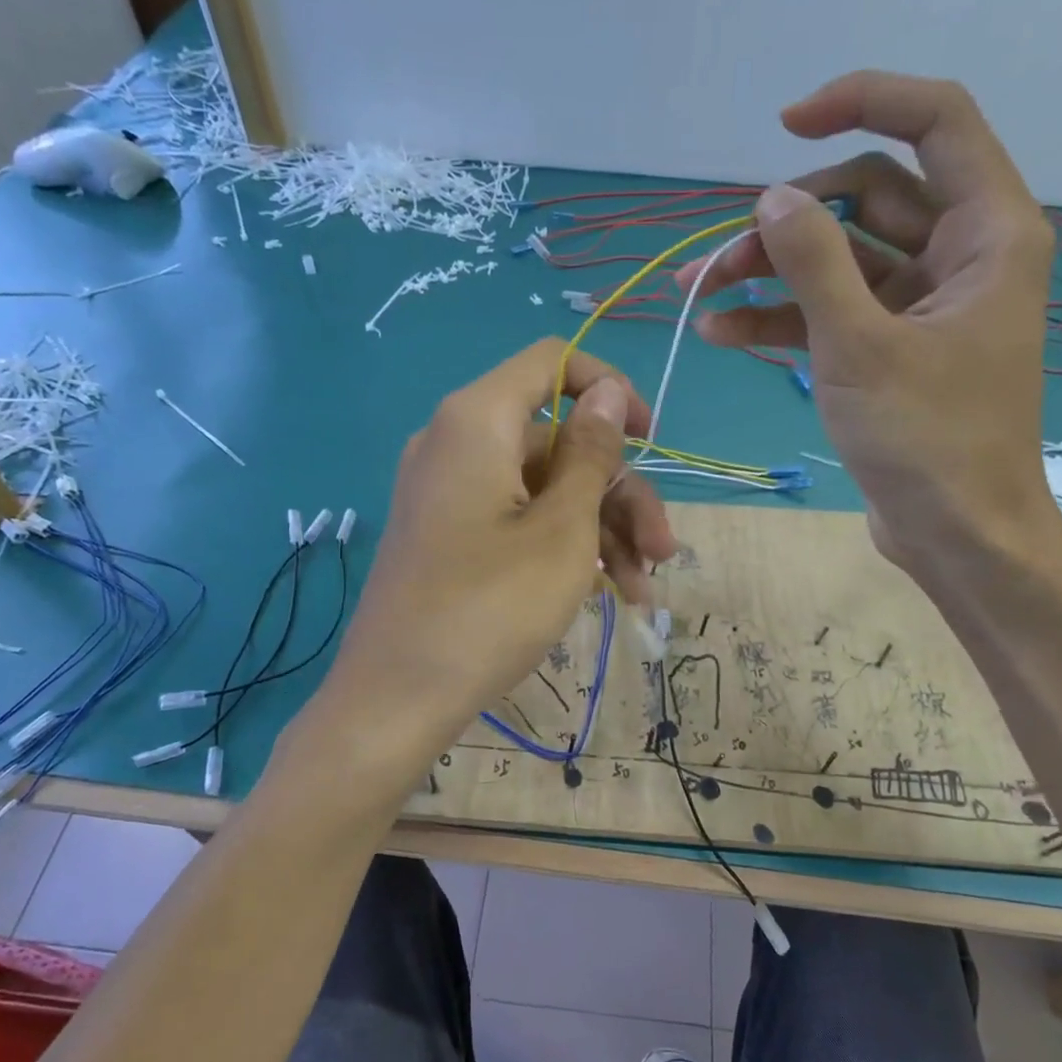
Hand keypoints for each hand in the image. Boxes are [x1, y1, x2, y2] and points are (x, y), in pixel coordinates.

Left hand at [312, 339, 678, 770]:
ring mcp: (449, 493)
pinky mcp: (448, 535)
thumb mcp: (561, 531)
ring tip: (641, 591)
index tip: (649, 440)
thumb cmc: (489, 608)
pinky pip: (515, 519)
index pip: (552, 363)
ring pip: (544, 488)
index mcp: (477, 421)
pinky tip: (605, 592)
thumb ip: (589, 454)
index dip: (609, 389)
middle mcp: (457, 444)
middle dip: (620, 494)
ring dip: (602, 530)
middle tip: (664, 554)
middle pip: (559, 441)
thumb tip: (604, 392)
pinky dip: (561, 547)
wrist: (397, 698)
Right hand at [680, 72, 1060, 574]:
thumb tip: (770, 198)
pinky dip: (782, 318)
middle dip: (784, 224)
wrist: (955, 533)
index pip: (934, 122)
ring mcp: (922, 305)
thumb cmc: (926, 439)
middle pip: (866, 201)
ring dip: (769, 274)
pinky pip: (833, 312)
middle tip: (714, 262)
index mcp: (988, 232)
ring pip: (839, 261)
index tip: (786, 124)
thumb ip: (814, 263)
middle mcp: (961, 255)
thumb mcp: (860, 346)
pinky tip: (724, 331)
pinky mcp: (891, 348)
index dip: (861, 104)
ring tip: (698, 296)